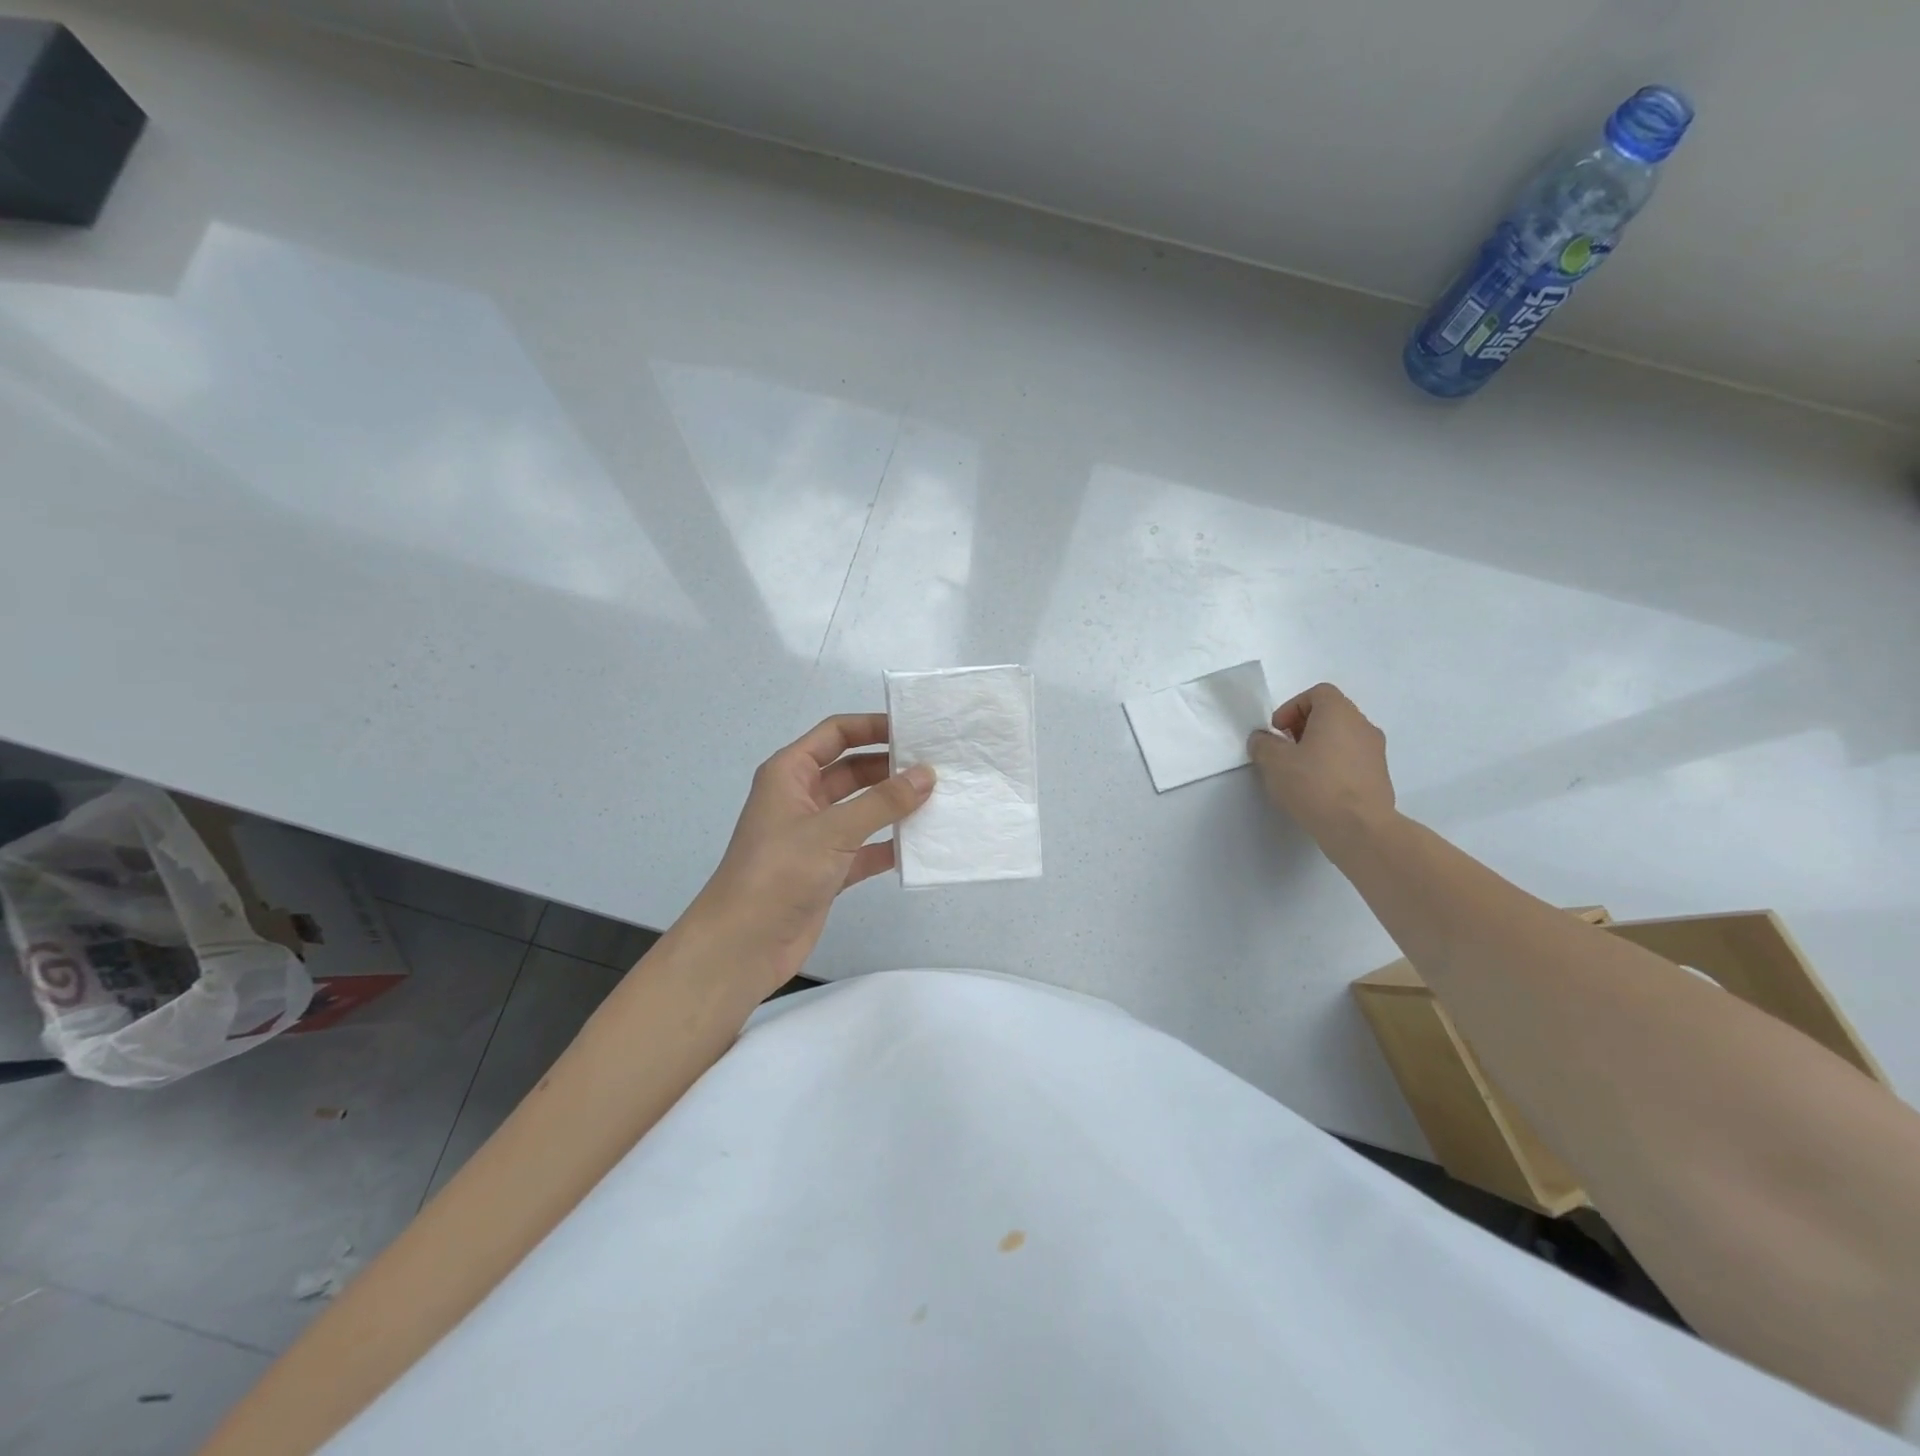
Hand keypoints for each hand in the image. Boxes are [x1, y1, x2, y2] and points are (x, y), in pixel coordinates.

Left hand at [683, 714, 933, 994]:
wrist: (743, 945)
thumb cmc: (780, 872)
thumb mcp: (833, 830)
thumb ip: (883, 801)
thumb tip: (927, 774)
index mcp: (790, 773)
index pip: (836, 734)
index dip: (873, 727)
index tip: (914, 729)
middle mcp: (802, 798)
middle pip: (853, 770)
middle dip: (891, 767)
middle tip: (938, 766)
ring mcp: (815, 835)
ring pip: (862, 809)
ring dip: (894, 806)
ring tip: (939, 800)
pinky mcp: (826, 869)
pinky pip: (865, 847)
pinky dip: (889, 845)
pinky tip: (921, 844)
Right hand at [1246, 683, 1395, 847]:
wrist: (1360, 828)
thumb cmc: (1314, 785)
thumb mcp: (1274, 762)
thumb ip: (1263, 744)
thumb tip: (1263, 740)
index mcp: (1339, 713)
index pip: (1318, 693)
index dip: (1293, 707)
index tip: (1278, 731)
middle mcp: (1362, 725)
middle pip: (1331, 714)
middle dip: (1304, 727)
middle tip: (1285, 750)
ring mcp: (1376, 752)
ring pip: (1342, 737)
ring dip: (1319, 747)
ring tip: (1300, 772)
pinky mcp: (1380, 776)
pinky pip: (1352, 759)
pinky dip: (1334, 765)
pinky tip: (1318, 789)